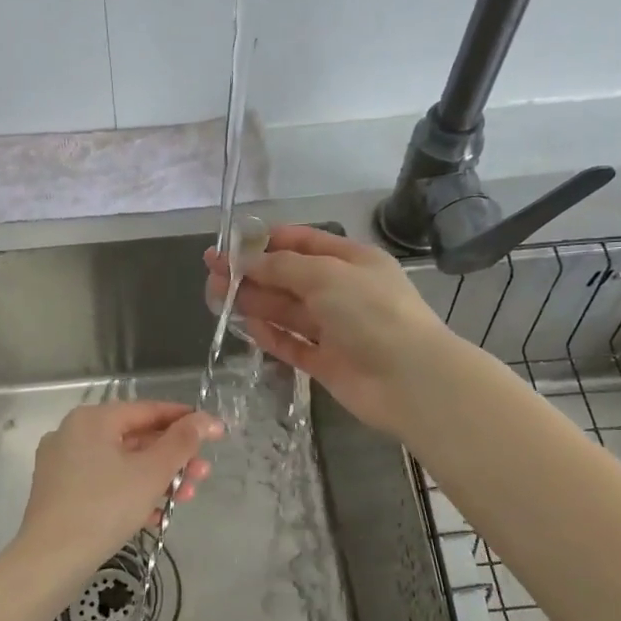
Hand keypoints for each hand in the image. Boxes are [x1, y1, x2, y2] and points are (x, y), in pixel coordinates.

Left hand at [17, 401, 221, 570]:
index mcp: (92, 419)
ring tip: (185, 498)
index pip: (148, 410)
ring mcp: (63, 464)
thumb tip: (206, 419)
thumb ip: (182, 442)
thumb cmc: (105, 507)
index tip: (214, 432)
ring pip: (121, 464)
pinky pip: (105, 484)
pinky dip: (132, 493)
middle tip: (203, 474)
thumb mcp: (151, 472)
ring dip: (157, 479)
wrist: (51, 560)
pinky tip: (156, 515)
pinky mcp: (60, 493)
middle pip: (135, 438)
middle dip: (173, 458)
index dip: (185, 420)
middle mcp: (73, 434)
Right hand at [204, 225, 454, 437]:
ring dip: (254, 302)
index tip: (232, 244)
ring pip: (287, 311)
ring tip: (216, 297)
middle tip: (211, 272)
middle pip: (289, 278)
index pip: (305, 243)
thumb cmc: (371, 313)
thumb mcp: (327, 275)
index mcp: (352, 261)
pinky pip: (293, 345)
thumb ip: (283, 266)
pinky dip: (271, 336)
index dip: (268, 241)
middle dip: (252, 272)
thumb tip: (247, 260)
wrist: (408, 379)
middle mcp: (343, 292)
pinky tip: (247, 328)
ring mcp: (335, 330)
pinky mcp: (326, 363)